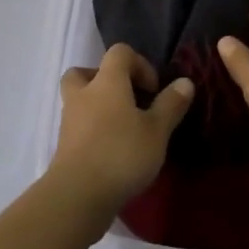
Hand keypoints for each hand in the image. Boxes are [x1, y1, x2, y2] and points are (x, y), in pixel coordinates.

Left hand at [47, 45, 194, 228]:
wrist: (78, 195)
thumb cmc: (121, 153)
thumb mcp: (157, 130)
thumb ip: (171, 104)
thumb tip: (184, 82)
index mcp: (107, 81)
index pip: (119, 52)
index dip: (140, 64)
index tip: (154, 90)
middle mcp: (83, 94)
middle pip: (86, 72)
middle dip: (106, 81)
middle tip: (127, 100)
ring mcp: (69, 120)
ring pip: (79, 99)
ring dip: (98, 106)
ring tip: (123, 128)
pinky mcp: (64, 146)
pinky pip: (78, 125)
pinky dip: (93, 130)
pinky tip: (112, 150)